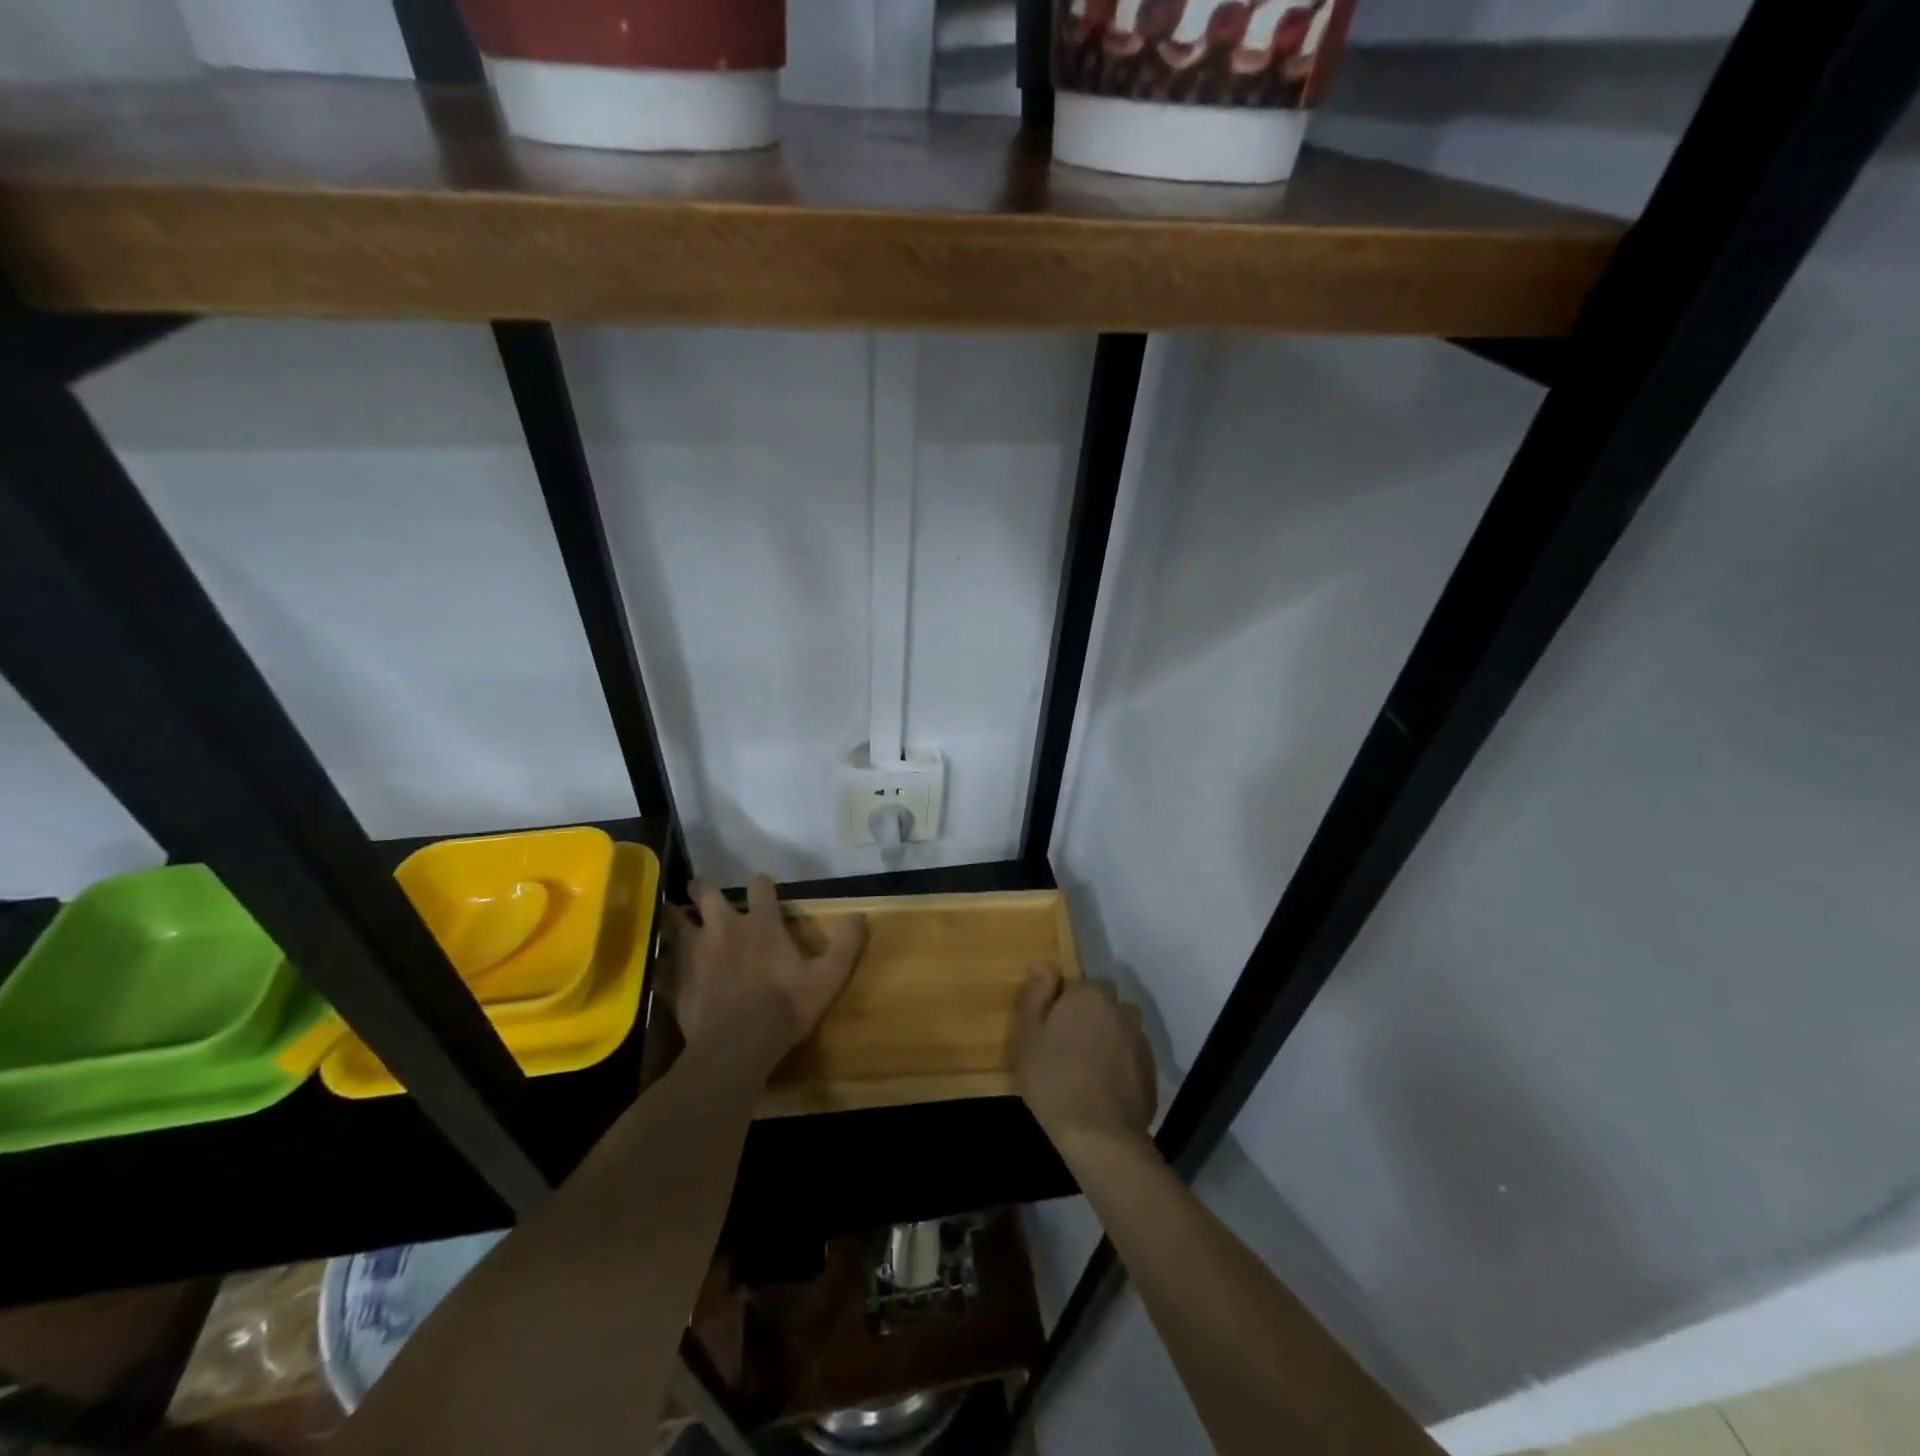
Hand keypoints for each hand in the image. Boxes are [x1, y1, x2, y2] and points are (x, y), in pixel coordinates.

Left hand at [666, 875, 866, 1072]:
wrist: (737, 1046)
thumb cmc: (785, 1007)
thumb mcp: (828, 978)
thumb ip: (846, 945)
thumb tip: (861, 915)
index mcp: (761, 924)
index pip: (760, 887)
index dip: (762, 885)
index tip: (763, 889)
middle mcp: (724, 928)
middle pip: (707, 894)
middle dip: (704, 888)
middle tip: (702, 889)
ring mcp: (695, 953)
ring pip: (677, 921)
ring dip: (676, 915)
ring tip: (673, 914)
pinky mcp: (677, 980)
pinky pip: (663, 962)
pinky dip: (662, 960)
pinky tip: (661, 964)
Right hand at [1013, 965, 1157, 1154]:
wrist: (1101, 1136)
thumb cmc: (1054, 1080)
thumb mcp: (1029, 1036)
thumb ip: (1036, 995)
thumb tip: (1044, 964)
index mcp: (1089, 995)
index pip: (1073, 984)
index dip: (1058, 1004)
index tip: (1046, 1029)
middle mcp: (1119, 1008)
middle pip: (1099, 1003)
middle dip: (1085, 1017)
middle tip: (1064, 1048)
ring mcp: (1139, 1038)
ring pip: (1117, 1027)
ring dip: (1105, 1037)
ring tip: (1085, 1067)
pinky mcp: (1151, 1068)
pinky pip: (1129, 1054)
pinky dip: (1119, 1062)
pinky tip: (1103, 1086)